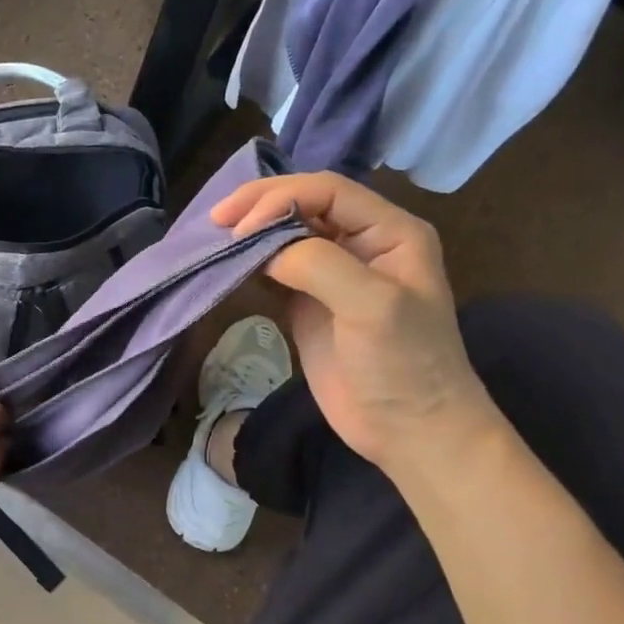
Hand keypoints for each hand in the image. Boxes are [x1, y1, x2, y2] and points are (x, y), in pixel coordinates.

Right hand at [212, 173, 500, 469]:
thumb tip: (262, 248)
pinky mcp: (310, 302)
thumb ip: (318, 263)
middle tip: (216, 220)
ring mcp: (334, 274)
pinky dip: (250, 262)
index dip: (281, 198)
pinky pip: (276, 269)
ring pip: (286, 235)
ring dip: (251, 232)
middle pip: (304, 205)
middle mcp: (362, 243)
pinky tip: (228, 263)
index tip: (240, 227)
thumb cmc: (404, 365)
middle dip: (260, 207)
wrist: (408, 431)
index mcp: (390, 231)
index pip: (328, 192)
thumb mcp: (371, 305)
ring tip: (214, 237)